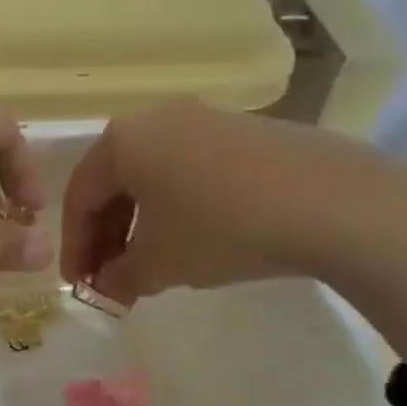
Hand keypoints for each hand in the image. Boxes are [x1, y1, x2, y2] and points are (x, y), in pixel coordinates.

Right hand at [60, 101, 348, 302]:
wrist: (332, 200)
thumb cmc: (221, 228)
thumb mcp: (160, 263)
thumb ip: (119, 277)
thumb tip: (105, 286)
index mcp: (122, 142)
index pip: (79, 197)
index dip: (74, 246)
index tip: (78, 285)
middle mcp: (155, 120)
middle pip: (114, 183)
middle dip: (107, 236)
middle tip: (110, 279)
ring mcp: (202, 119)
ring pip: (153, 176)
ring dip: (142, 224)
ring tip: (150, 265)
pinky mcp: (242, 130)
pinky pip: (189, 170)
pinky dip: (178, 207)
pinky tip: (194, 239)